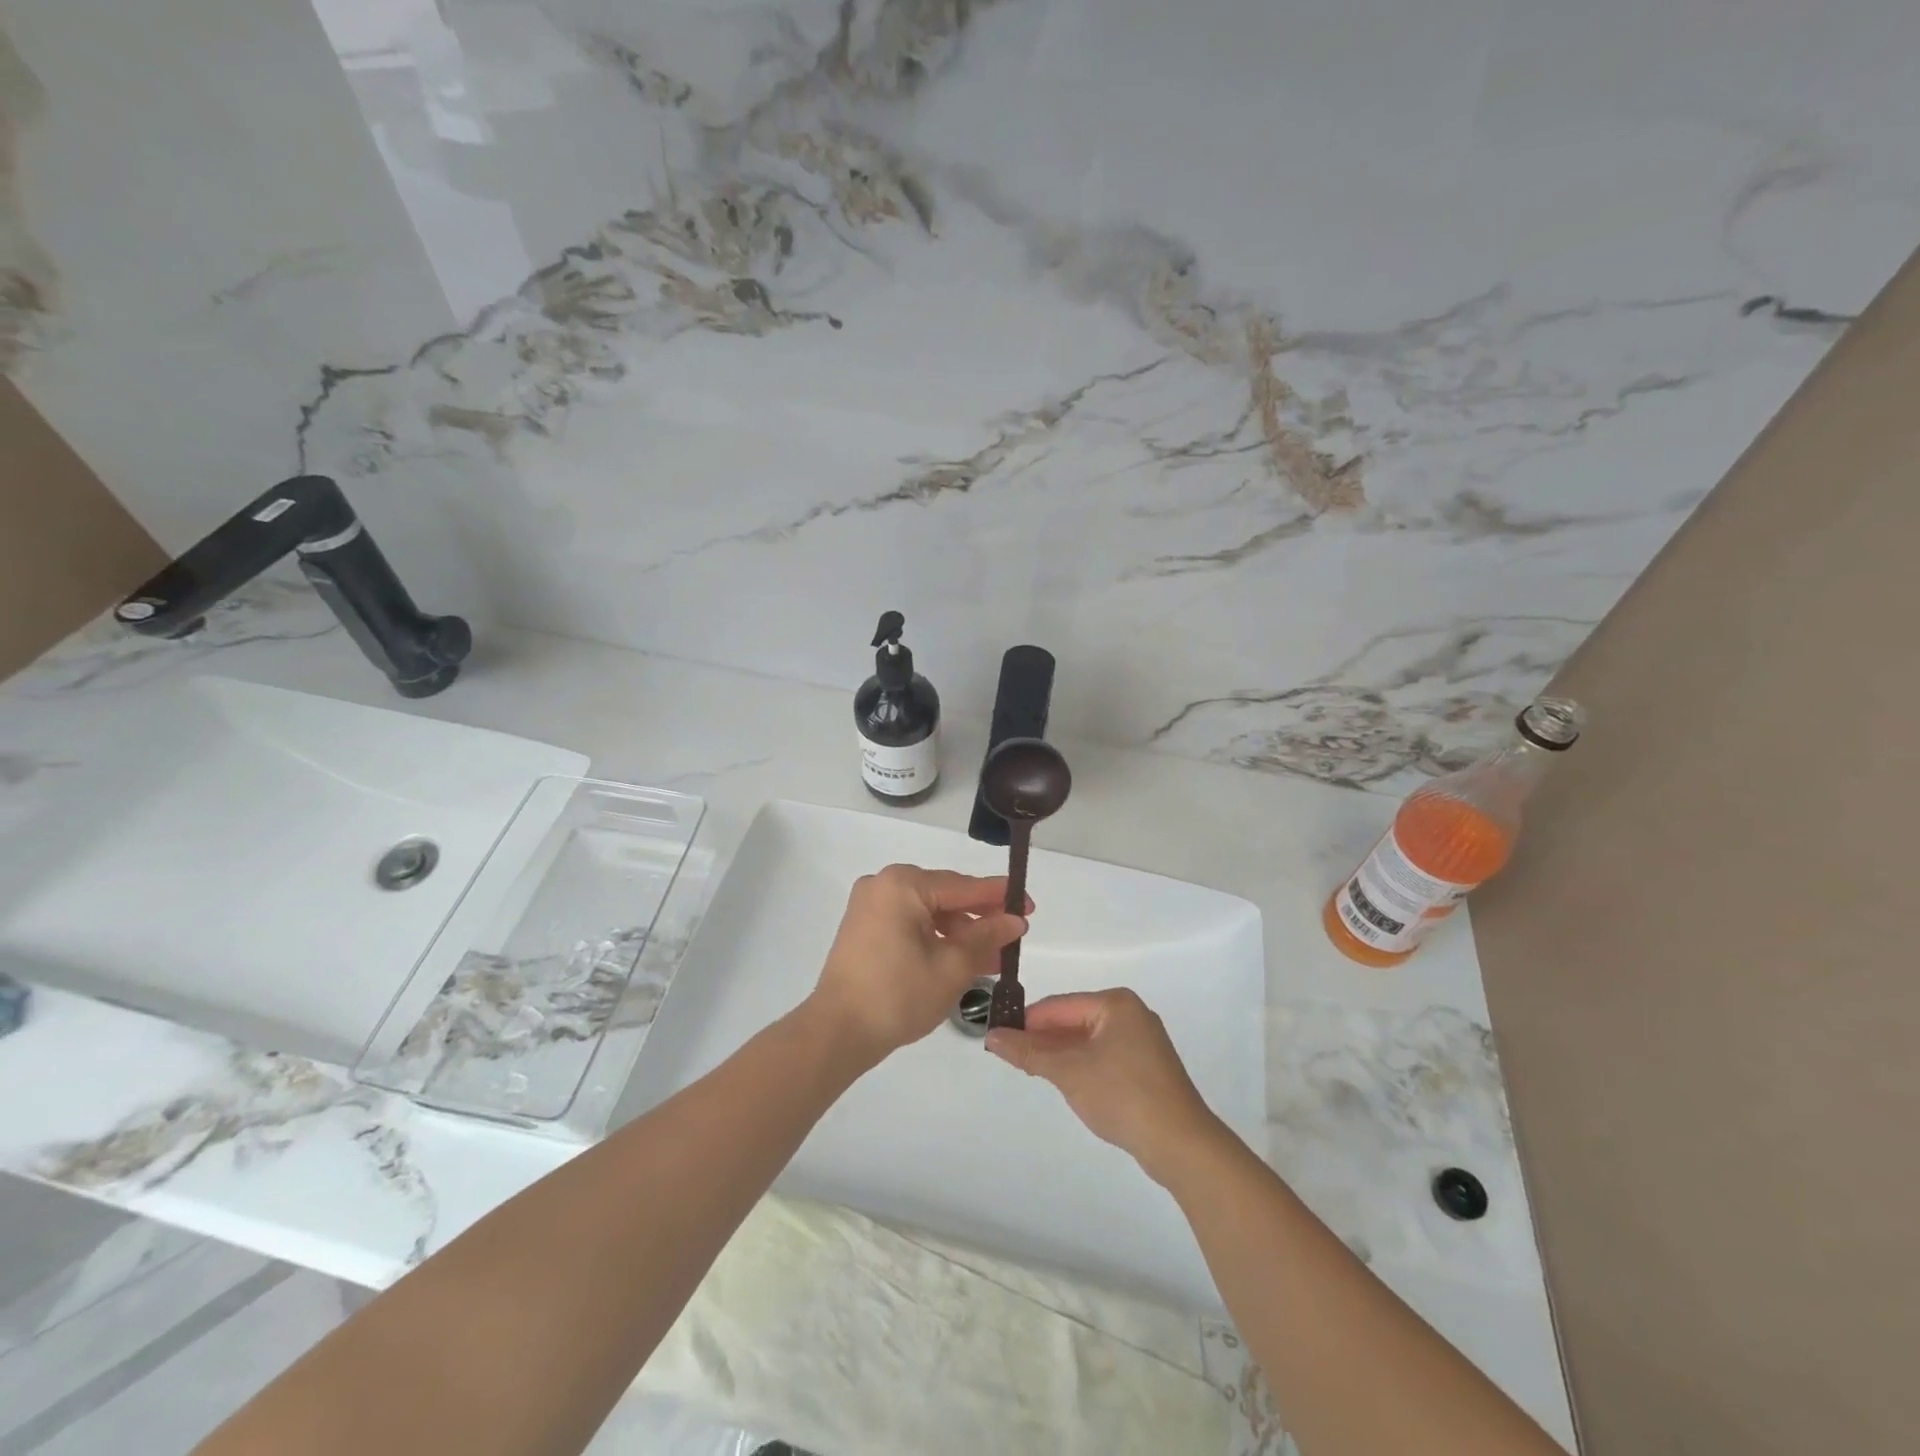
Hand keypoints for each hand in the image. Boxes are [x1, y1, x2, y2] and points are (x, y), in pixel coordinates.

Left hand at [808, 865, 1028, 1066]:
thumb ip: (986, 936)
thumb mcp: (952, 966)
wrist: (836, 1033)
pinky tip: (961, 960)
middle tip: (1014, 935)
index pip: (963, 886)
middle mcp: (883, 885)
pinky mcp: (864, 929)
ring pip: (928, 913)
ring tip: (993, 957)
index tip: (1030, 906)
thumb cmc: (898, 995)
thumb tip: (1015, 920)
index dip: (1000, 897)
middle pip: (945, 897)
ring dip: (960, 934)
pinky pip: (910, 925)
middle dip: (980, 919)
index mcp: (902, 885)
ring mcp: (870, 907)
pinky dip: (935, 940)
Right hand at [985, 989, 1219, 1183]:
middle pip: (1074, 1020)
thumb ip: (1029, 1052)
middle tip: (1011, 1056)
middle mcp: (1131, 1014)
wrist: (1180, 1143)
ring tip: (1032, 1069)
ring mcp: (1142, 1041)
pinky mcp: (1147, 1068)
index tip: (998, 1036)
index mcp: (1115, 1004)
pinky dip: (1082, 1065)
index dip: (1026, 1020)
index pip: (1059, 1006)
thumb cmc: (1122, 1095)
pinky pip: (1104, 1056)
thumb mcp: (1069, 1072)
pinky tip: (1066, 1082)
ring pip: (1088, 1040)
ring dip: (1061, 1054)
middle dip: (1043, 1038)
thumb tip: (991, 1037)